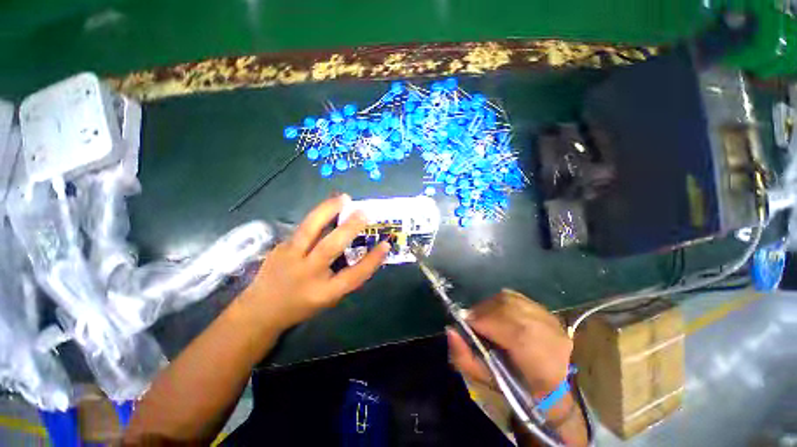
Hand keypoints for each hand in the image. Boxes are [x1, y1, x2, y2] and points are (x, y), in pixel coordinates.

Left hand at [238, 194, 389, 331]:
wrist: (261, 310)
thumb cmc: (302, 304)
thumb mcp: (329, 296)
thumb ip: (345, 275)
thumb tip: (363, 250)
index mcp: (324, 292)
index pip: (354, 275)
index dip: (372, 260)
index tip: (386, 244)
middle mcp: (306, 274)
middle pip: (330, 247)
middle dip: (349, 227)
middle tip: (364, 212)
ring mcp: (289, 259)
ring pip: (309, 229)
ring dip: (328, 210)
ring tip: (343, 198)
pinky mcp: (280, 248)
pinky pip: (303, 228)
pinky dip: (318, 216)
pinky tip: (328, 209)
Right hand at [447, 289, 571, 397]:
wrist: (553, 387)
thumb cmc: (516, 388)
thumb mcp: (485, 381)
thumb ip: (464, 357)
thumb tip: (450, 330)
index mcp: (537, 358)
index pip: (504, 327)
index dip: (480, 321)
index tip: (465, 323)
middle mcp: (546, 332)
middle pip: (506, 308)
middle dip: (483, 311)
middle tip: (472, 320)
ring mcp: (549, 318)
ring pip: (510, 299)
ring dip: (490, 305)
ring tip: (483, 316)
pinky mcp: (546, 311)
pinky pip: (516, 297)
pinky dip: (501, 301)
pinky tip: (497, 311)